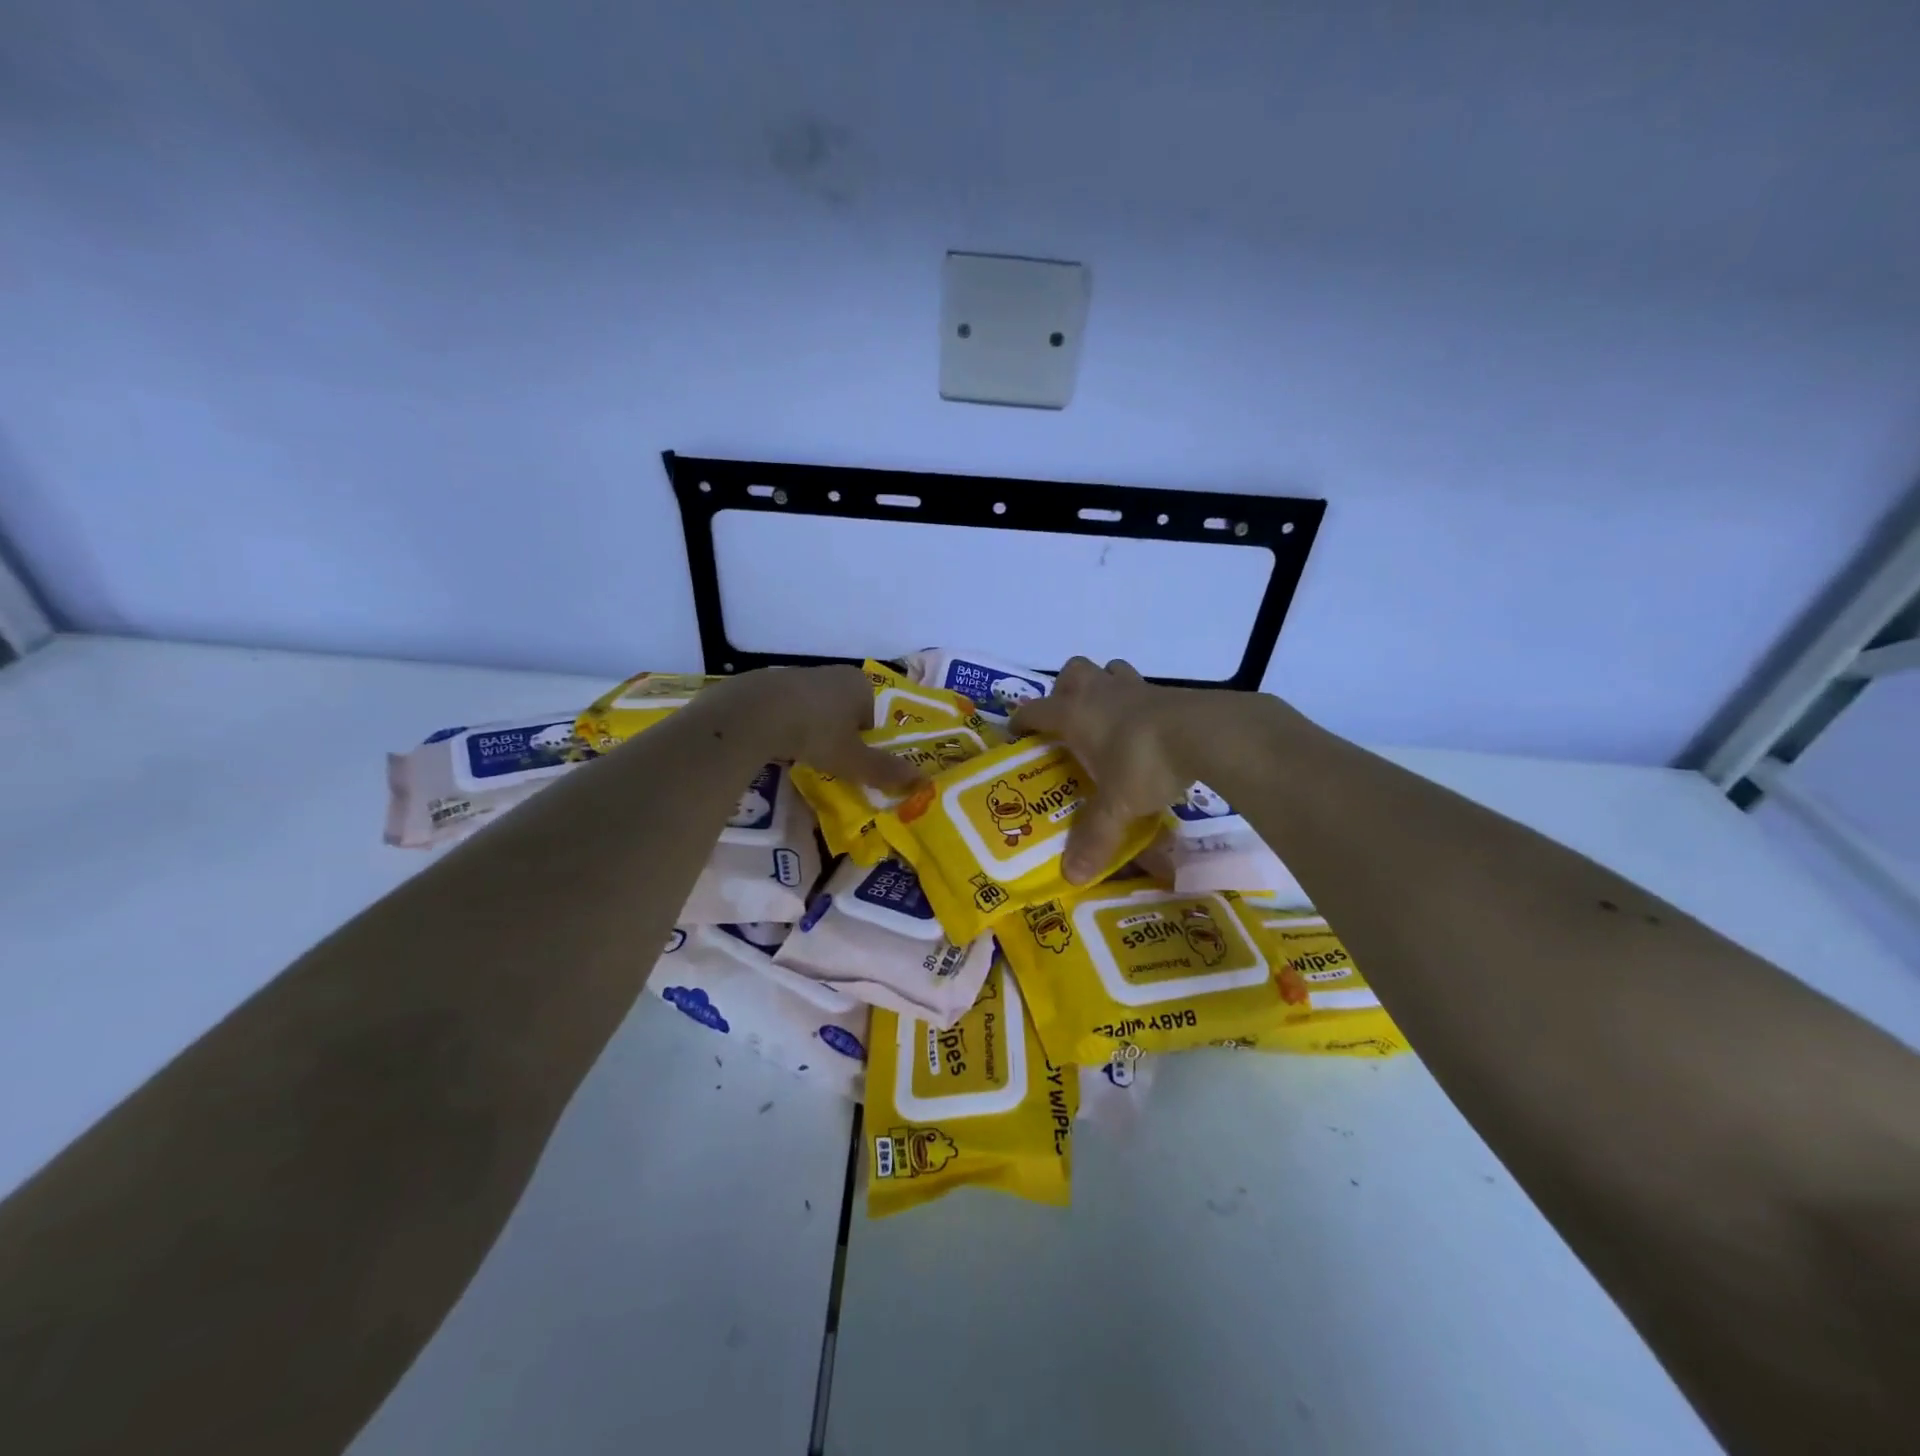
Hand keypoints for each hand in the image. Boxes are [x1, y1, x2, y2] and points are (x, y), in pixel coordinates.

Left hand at [710, 666, 924, 791]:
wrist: (755, 712)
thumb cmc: (815, 732)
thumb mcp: (852, 759)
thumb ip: (883, 769)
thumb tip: (920, 780)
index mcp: (860, 684)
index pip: (874, 715)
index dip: (867, 741)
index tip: (854, 762)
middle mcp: (833, 673)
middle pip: (846, 711)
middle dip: (840, 735)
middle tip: (831, 762)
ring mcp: (800, 675)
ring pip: (816, 709)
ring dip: (813, 730)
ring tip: (802, 755)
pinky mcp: (770, 684)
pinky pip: (788, 709)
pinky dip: (787, 725)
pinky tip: (778, 744)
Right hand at [1011, 657, 1193, 882]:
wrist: (1205, 733)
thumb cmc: (1144, 763)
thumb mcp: (1116, 805)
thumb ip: (1094, 838)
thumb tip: (1072, 877)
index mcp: (1074, 714)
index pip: (1035, 711)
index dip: (1022, 722)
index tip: (1017, 735)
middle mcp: (1100, 693)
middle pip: (1072, 673)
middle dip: (1064, 690)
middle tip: (1067, 720)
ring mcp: (1135, 688)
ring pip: (1109, 670)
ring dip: (1102, 687)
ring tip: (1105, 718)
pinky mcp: (1167, 693)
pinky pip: (1143, 689)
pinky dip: (1137, 703)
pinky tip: (1145, 730)